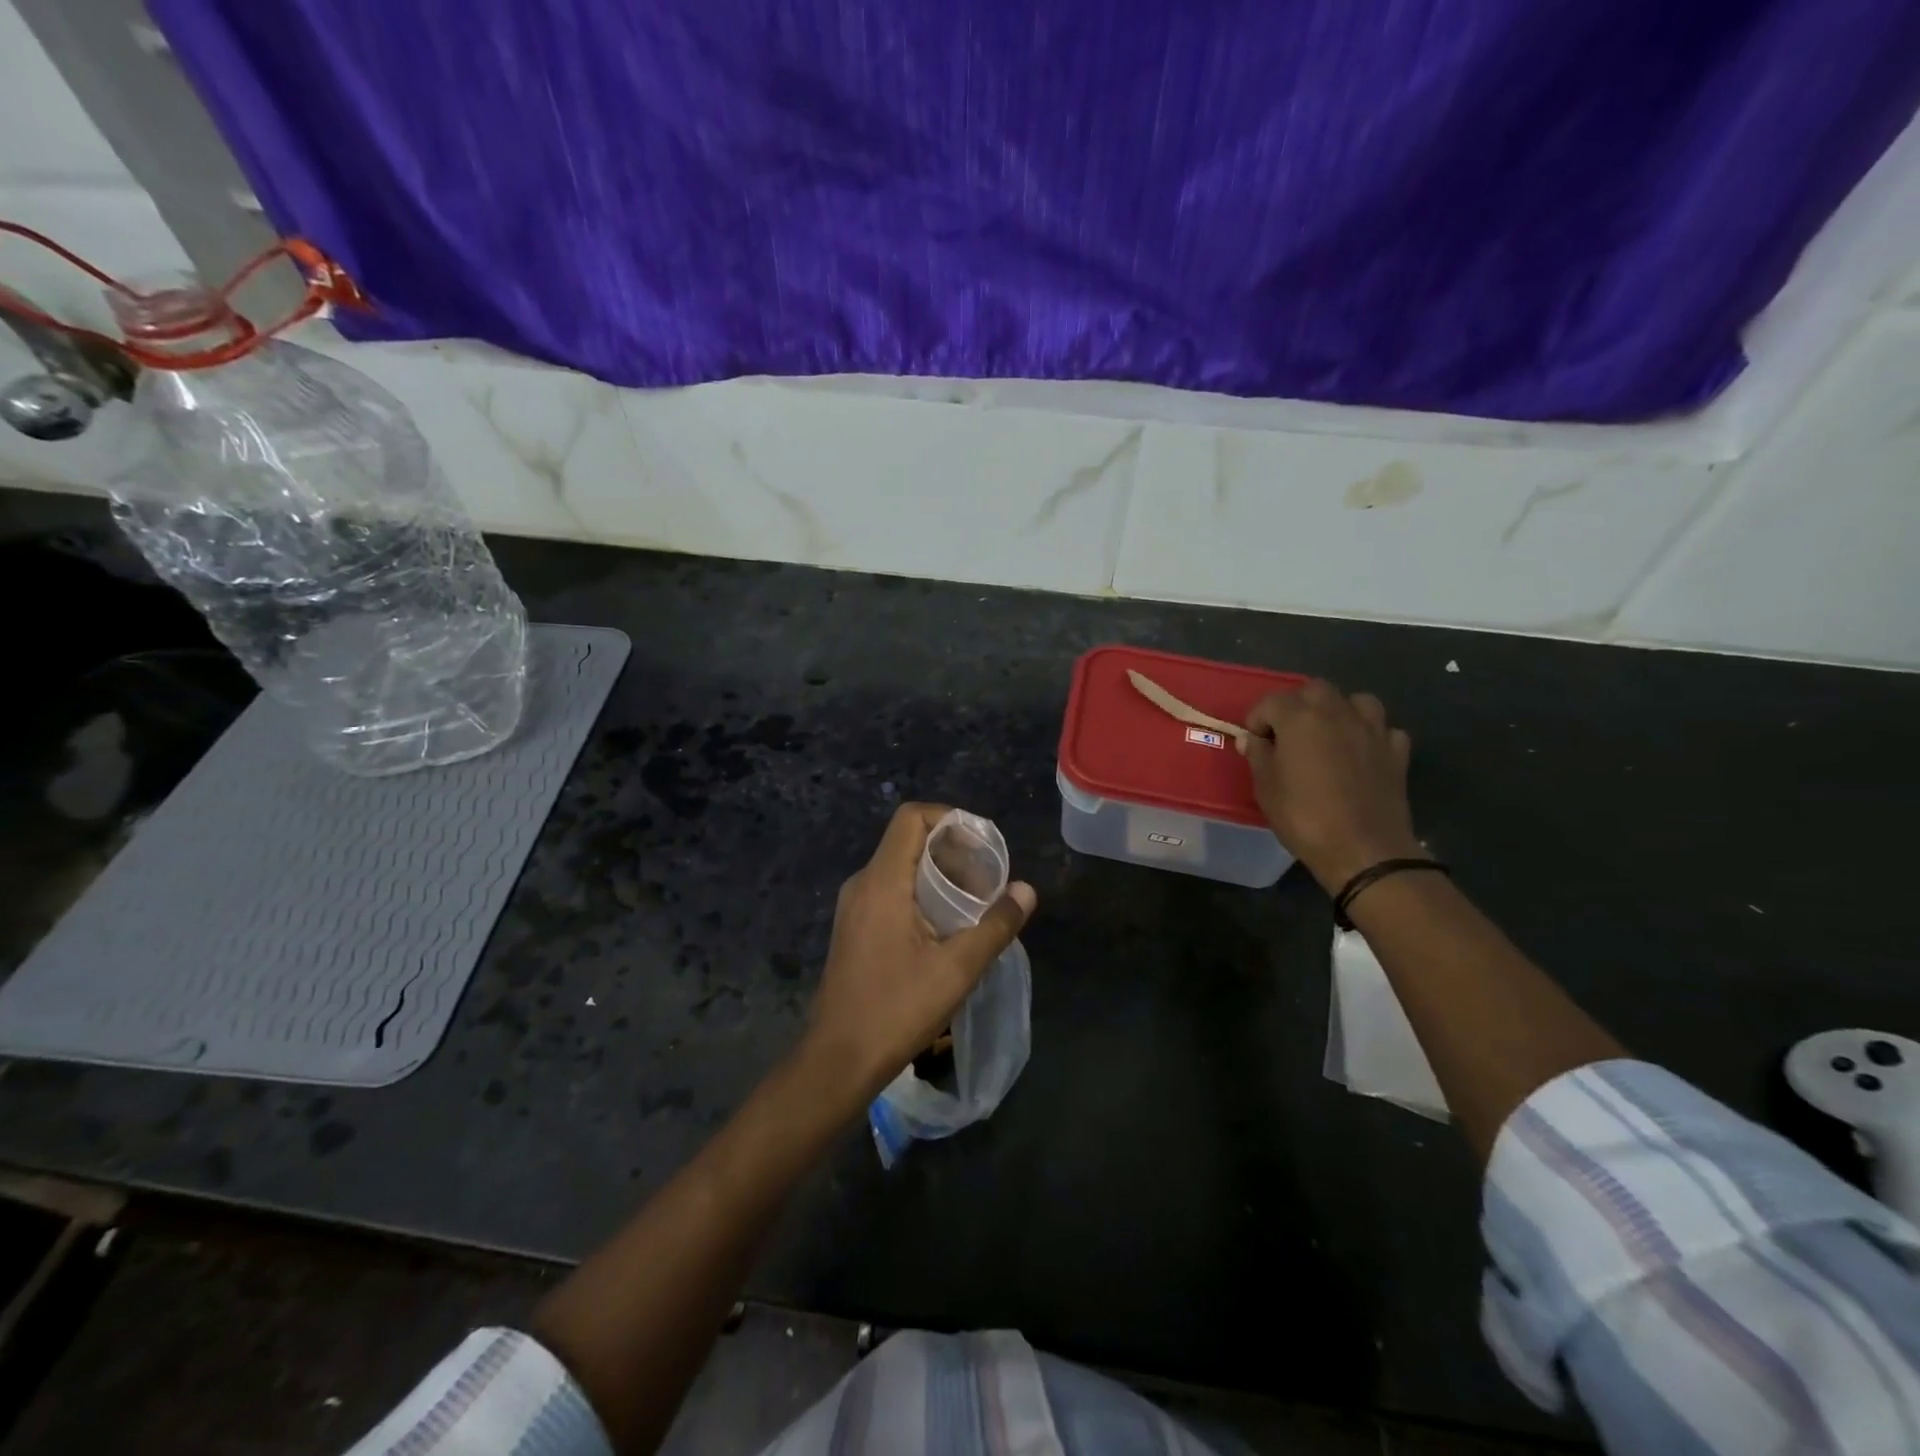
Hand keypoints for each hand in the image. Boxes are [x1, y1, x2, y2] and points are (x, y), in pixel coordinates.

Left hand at [802, 803, 1035, 1106]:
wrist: (838, 1060)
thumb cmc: (896, 1009)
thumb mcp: (957, 969)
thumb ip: (996, 926)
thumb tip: (1026, 890)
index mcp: (882, 881)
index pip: (912, 817)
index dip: (949, 818)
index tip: (982, 843)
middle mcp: (862, 884)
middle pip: (907, 841)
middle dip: (950, 849)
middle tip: (987, 876)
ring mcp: (853, 907)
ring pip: (898, 867)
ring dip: (936, 874)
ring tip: (973, 900)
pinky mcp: (853, 928)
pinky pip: (889, 891)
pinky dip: (919, 893)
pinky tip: (944, 926)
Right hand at [1243, 681, 1422, 892]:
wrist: (1363, 850)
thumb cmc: (1304, 817)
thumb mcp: (1266, 788)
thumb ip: (1258, 756)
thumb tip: (1251, 739)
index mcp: (1300, 719)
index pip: (1271, 702)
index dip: (1257, 720)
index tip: (1254, 742)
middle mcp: (1338, 713)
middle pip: (1315, 690)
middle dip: (1297, 705)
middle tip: (1288, 734)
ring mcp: (1372, 730)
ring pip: (1356, 701)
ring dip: (1339, 711)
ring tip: (1329, 735)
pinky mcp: (1396, 751)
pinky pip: (1383, 729)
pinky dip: (1370, 735)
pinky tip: (1361, 753)